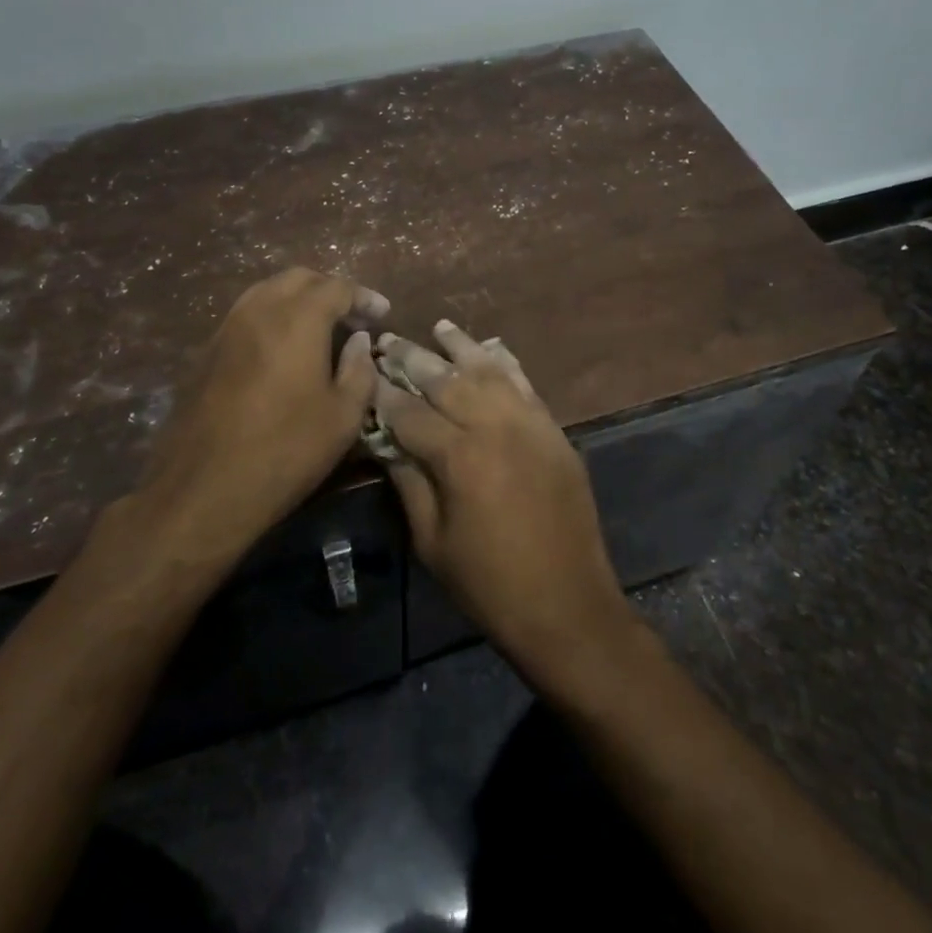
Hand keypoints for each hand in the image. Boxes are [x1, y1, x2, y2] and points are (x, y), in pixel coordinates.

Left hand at [139, 268, 387, 563]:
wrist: (203, 489)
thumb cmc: (286, 451)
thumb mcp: (343, 417)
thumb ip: (359, 369)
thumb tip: (358, 340)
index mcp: (298, 319)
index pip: (337, 287)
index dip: (364, 297)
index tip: (382, 314)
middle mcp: (259, 310)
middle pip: (299, 278)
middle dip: (330, 289)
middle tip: (352, 315)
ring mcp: (226, 328)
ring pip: (266, 291)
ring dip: (297, 299)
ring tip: (318, 327)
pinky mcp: (205, 351)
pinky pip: (245, 315)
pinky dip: (271, 317)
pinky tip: (282, 348)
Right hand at [374, 321, 636, 682]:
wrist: (567, 605)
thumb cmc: (489, 583)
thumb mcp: (432, 541)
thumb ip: (408, 483)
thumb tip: (384, 441)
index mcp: (459, 457)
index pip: (409, 412)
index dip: (382, 393)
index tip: (364, 372)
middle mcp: (495, 427)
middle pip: (447, 380)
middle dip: (414, 358)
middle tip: (390, 340)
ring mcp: (531, 425)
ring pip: (489, 372)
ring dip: (462, 348)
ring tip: (440, 328)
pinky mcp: (554, 432)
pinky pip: (526, 385)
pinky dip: (506, 364)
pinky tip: (491, 349)